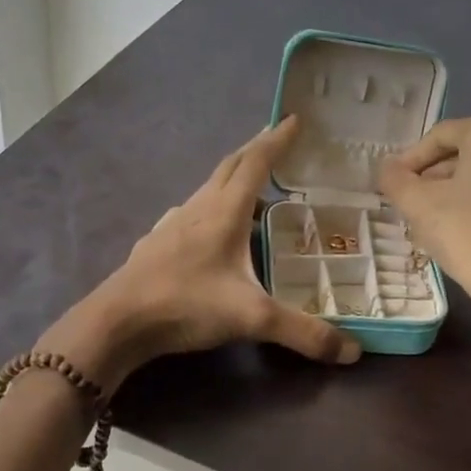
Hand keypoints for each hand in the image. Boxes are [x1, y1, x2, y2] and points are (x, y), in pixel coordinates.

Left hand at [43, 116, 361, 386]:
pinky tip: (207, 227)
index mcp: (224, 212)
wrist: (117, 322)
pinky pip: (188, 214)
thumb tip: (353, 352)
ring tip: (252, 189)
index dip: (277, 140)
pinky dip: (208, 209)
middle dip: (255, 150)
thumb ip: (303, 333)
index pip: (256, 163)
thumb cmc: (186, 305)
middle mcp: (197, 209)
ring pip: (206, 189)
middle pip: (229, 167)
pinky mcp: (155, 244)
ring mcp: (171, 225)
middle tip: (276, 140)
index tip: (295, 118)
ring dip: (231, 180)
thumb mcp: (252, 318)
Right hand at [378, 116, 470, 344]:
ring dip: (464, 190)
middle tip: (415, 203)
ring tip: (442, 219)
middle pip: (469, 153)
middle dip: (439, 176)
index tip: (395, 185)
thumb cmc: (467, 234)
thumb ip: (395, 179)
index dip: (411, 160)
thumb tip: (388, 168)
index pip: (440, 137)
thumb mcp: (417, 205)